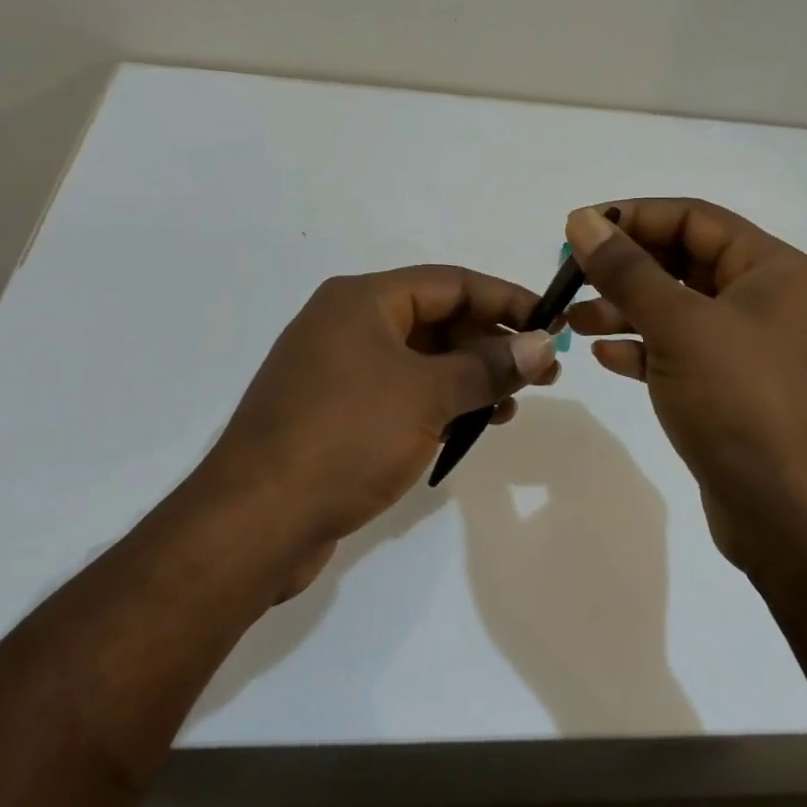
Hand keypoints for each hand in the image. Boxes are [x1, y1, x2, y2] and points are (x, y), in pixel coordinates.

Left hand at [195, 266, 557, 598]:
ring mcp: (339, 370)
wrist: (254, 522)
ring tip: (514, 405)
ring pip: (422, 360)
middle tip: (543, 372)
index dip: (506, 300)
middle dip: (493, 344)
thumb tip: (544, 343)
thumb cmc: (346, 438)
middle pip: (437, 320)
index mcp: (362, 300)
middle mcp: (348, 325)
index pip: (451, 284)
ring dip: (471, 377)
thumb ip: (489, 366)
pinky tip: (473, 426)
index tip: (552, 323)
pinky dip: (440, 403)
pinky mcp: (336, 413)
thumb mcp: (428, 396)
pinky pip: (402, 393)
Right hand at [562, 200, 806, 571]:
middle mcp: (762, 300)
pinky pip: (677, 352)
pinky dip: (641, 349)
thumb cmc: (741, 402)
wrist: (791, 515)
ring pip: (675, 310)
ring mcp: (746, 347)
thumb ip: (628, 271)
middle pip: (682, 262)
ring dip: (623, 309)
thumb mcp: (680, 327)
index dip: (633, 217)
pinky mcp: (728, 389)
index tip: (578, 228)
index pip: (693, 218)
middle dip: (624, 267)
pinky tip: (604, 356)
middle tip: (568, 276)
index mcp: (769, 269)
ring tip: (572, 320)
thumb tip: (584, 221)